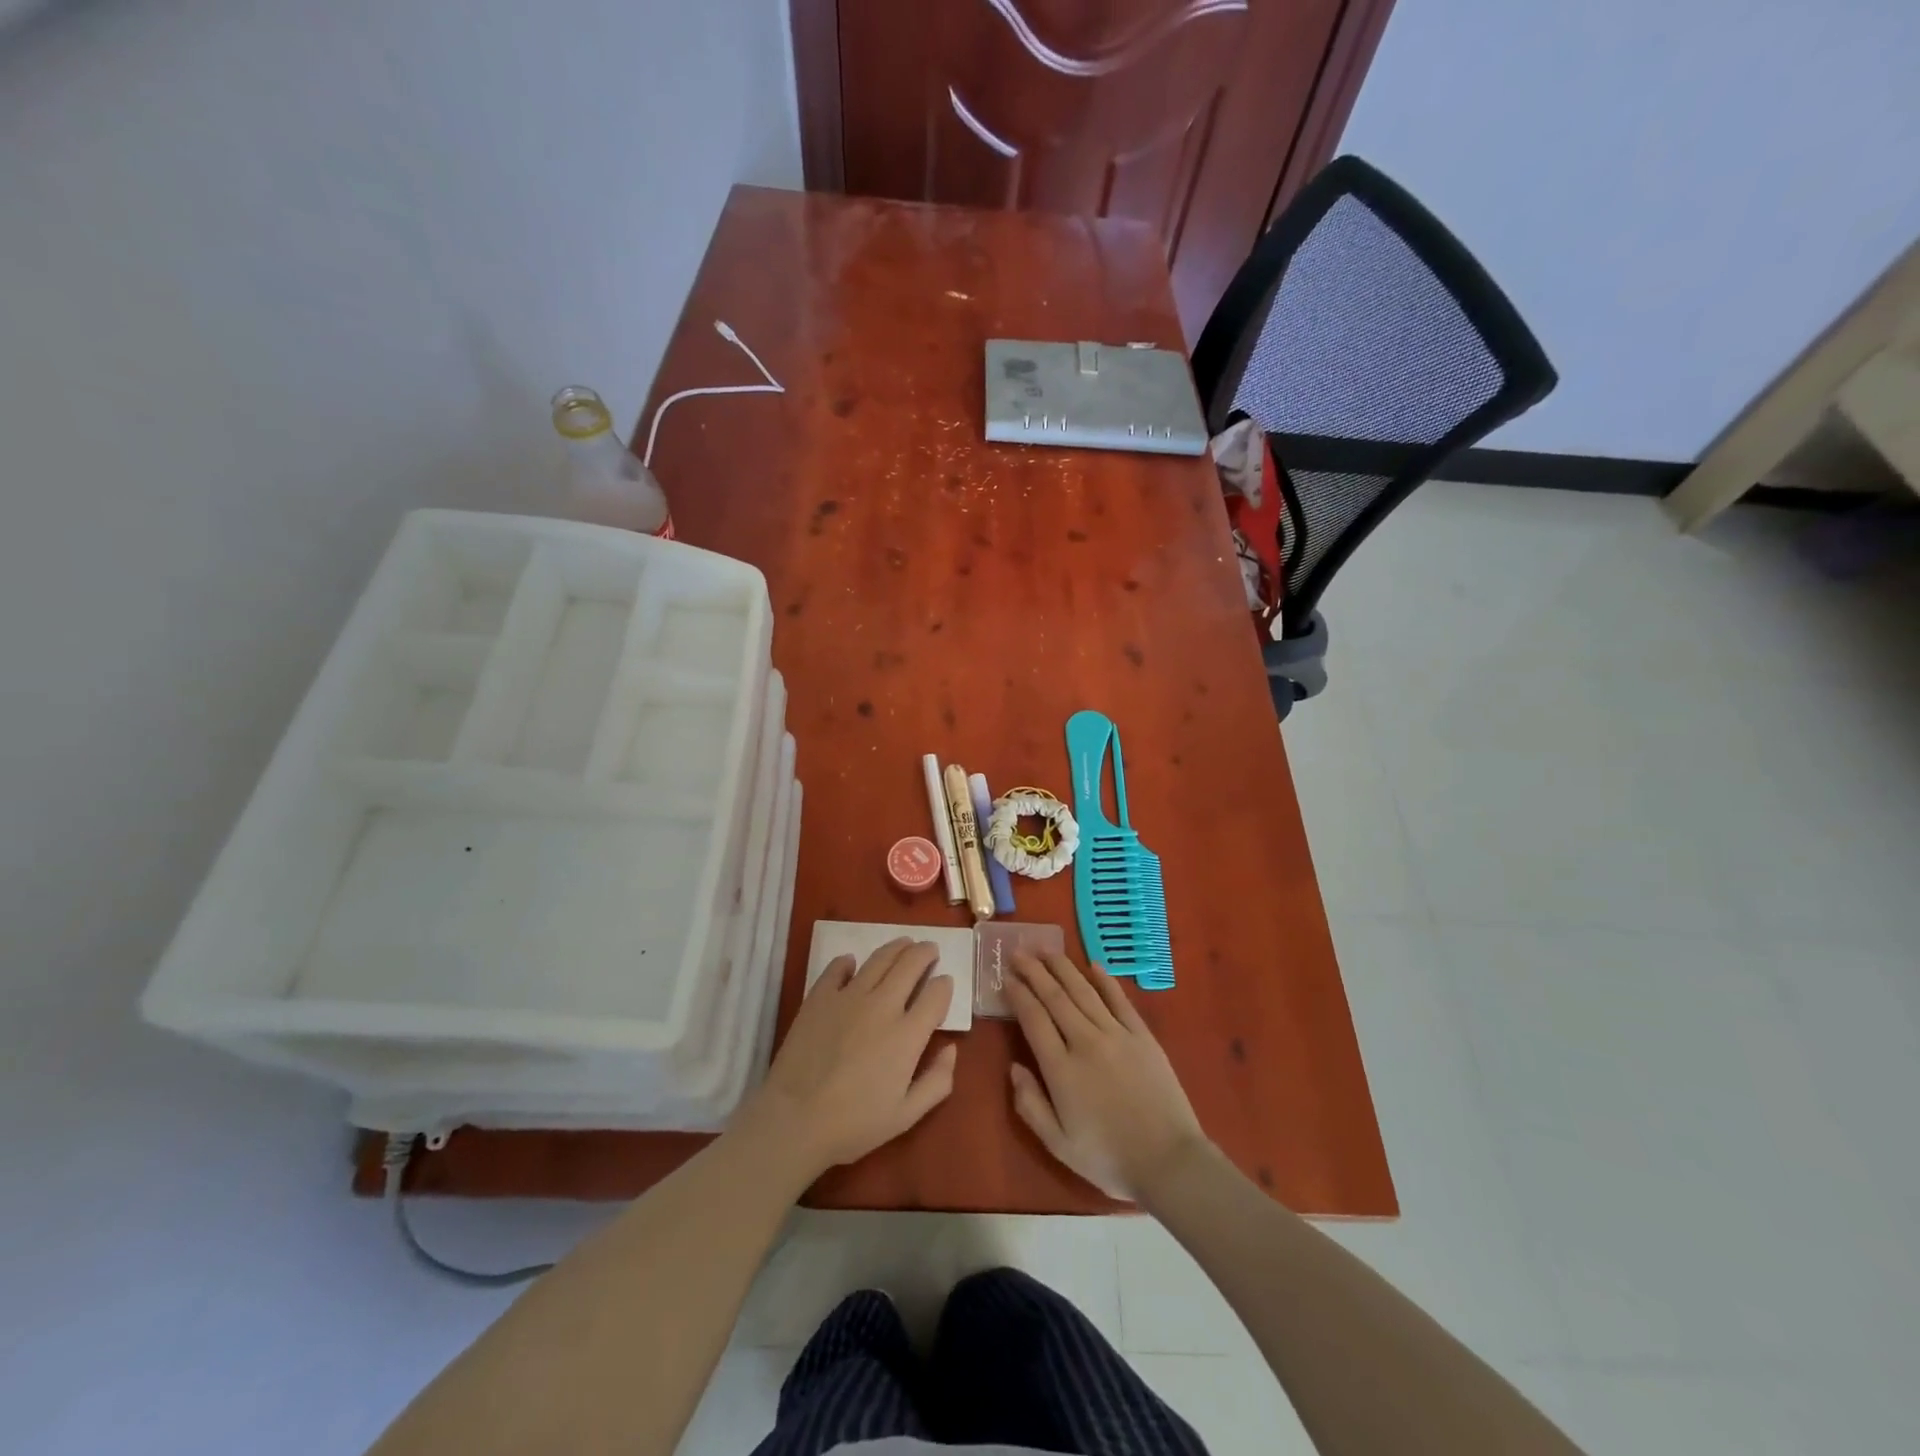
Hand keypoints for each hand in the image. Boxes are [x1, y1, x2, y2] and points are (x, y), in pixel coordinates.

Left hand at [738, 939, 957, 1180]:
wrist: (795, 1119)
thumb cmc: (854, 1124)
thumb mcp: (906, 1115)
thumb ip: (937, 1081)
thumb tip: (951, 1049)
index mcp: (908, 1034)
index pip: (936, 994)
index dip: (945, 985)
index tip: (945, 982)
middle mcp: (883, 1005)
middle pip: (910, 964)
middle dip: (925, 953)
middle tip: (929, 949)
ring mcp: (849, 996)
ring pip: (879, 959)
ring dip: (896, 947)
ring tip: (903, 944)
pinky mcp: (819, 996)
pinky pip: (837, 968)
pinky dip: (848, 962)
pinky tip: (852, 963)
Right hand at [1005, 952, 1207, 1201]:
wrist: (1169, 1162)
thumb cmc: (1109, 1158)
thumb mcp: (1058, 1144)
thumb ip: (1030, 1105)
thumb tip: (1013, 1068)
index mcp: (1061, 1069)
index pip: (1034, 1019)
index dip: (1018, 995)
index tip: (1006, 977)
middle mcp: (1086, 1042)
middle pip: (1055, 997)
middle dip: (1034, 971)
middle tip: (1018, 952)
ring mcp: (1117, 1035)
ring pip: (1084, 991)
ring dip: (1062, 967)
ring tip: (1046, 950)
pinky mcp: (1142, 1036)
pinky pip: (1119, 1000)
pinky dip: (1105, 980)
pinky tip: (1093, 965)